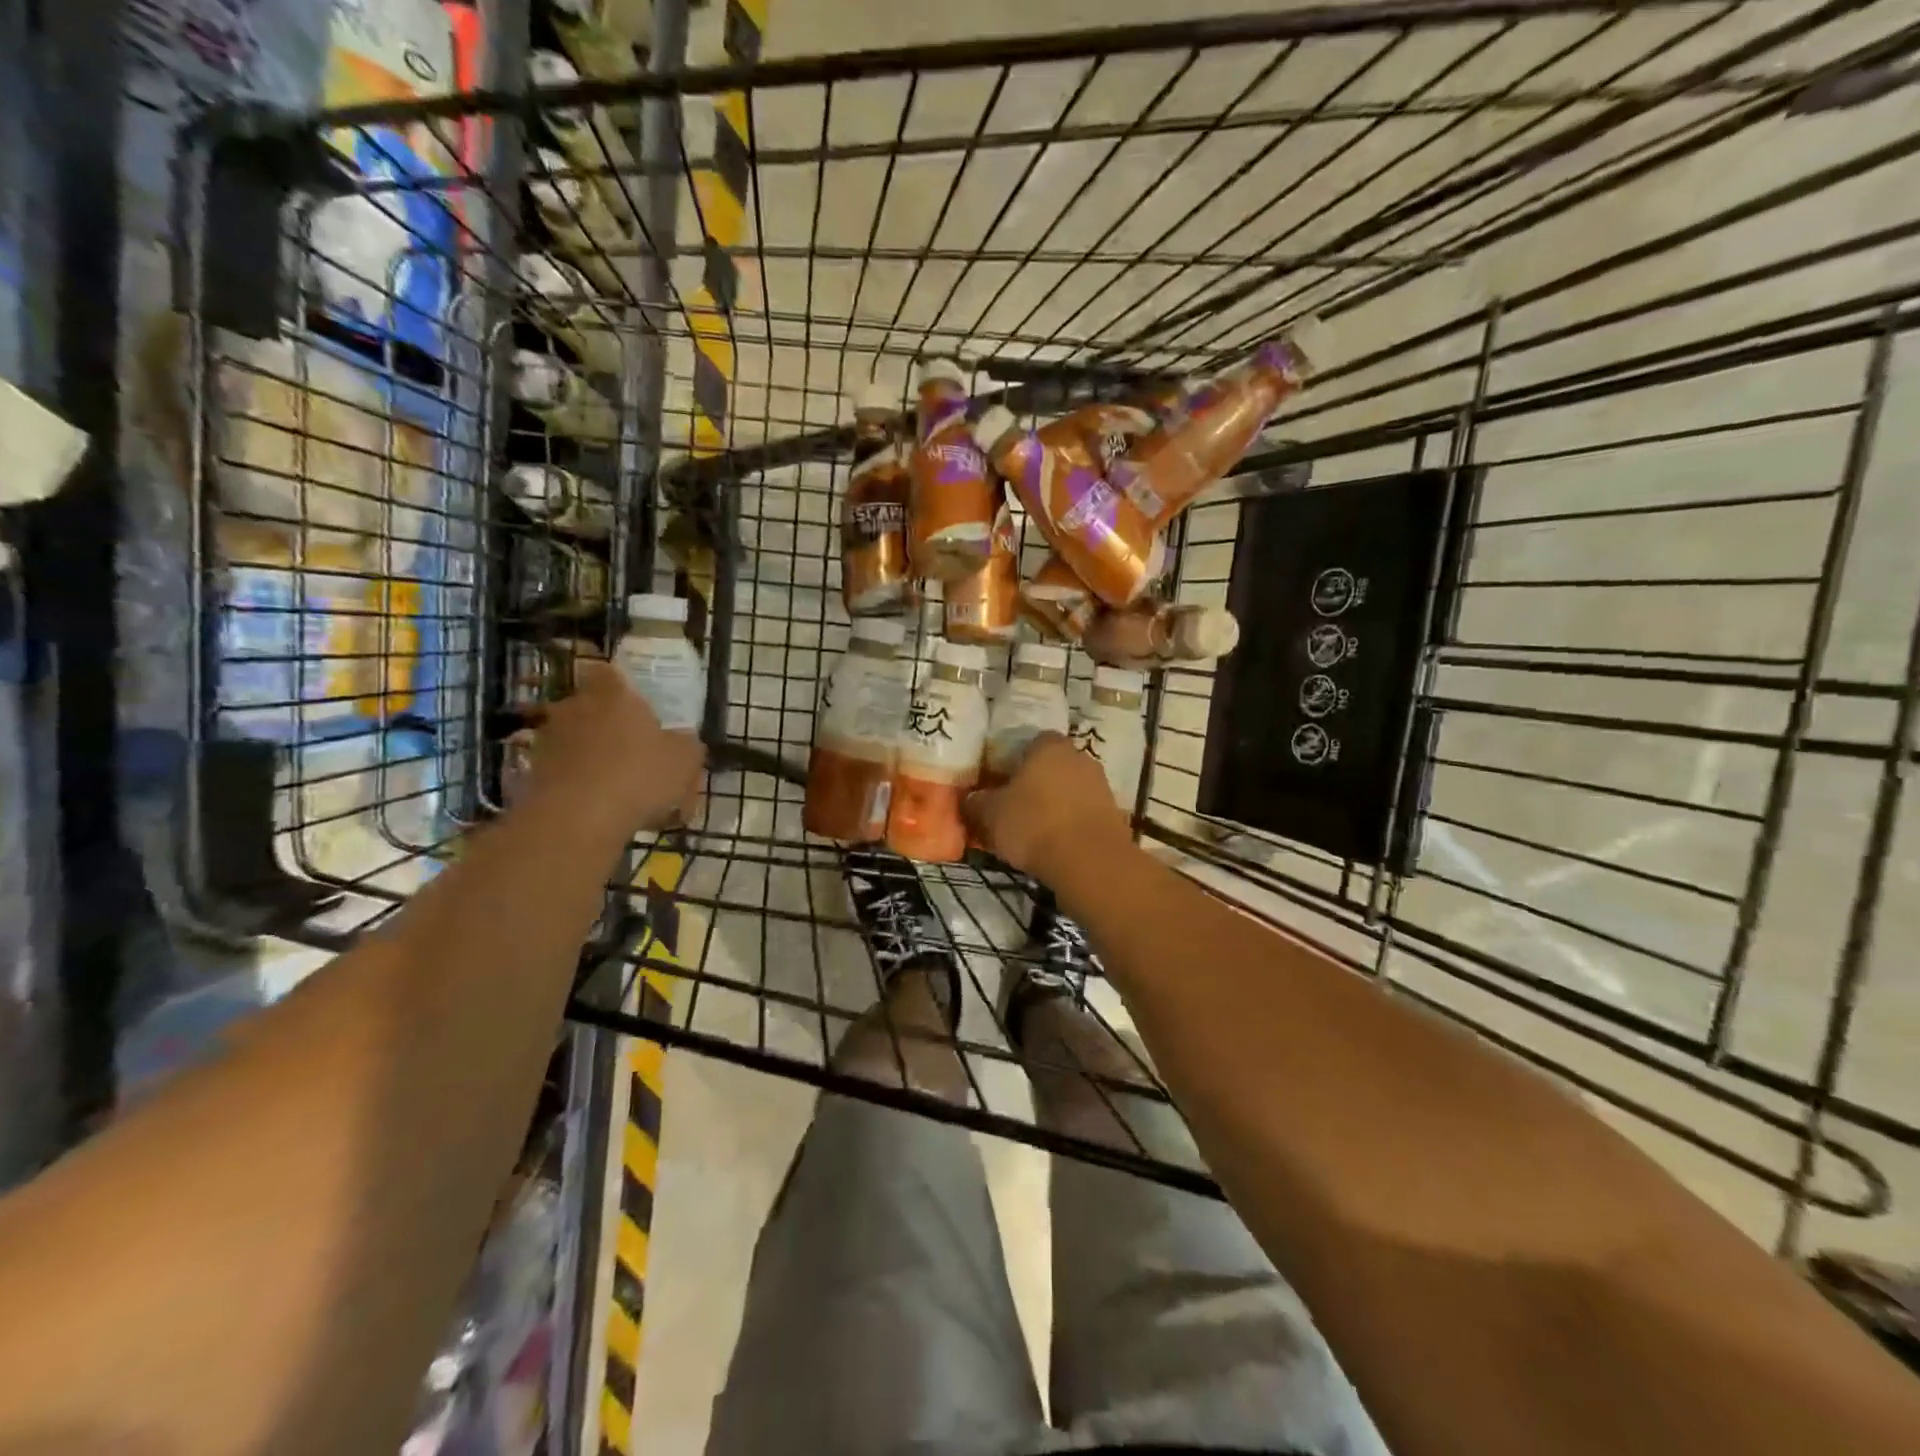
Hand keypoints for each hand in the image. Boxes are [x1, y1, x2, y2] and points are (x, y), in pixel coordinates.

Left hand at [520, 661, 704, 830]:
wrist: (577, 820)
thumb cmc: (639, 775)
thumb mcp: (686, 760)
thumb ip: (686, 743)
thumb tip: (682, 740)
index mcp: (613, 693)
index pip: (608, 672)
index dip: (620, 684)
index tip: (635, 703)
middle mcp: (575, 707)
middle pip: (590, 706)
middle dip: (608, 724)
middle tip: (632, 749)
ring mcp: (549, 739)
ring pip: (575, 740)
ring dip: (592, 756)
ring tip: (618, 786)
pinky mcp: (533, 772)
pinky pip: (564, 771)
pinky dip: (579, 783)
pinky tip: (600, 808)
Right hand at [963, 732, 1130, 882]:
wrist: (1089, 861)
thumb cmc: (1034, 825)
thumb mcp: (990, 815)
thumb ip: (976, 803)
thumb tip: (969, 800)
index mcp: (1049, 746)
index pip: (1029, 743)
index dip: (1013, 762)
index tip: (1000, 784)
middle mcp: (1079, 757)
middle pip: (1051, 766)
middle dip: (1035, 784)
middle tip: (1014, 808)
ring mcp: (1101, 785)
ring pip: (1069, 790)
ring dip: (1055, 805)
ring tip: (1034, 831)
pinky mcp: (1114, 814)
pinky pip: (1084, 813)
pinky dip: (1071, 825)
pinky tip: (1056, 845)